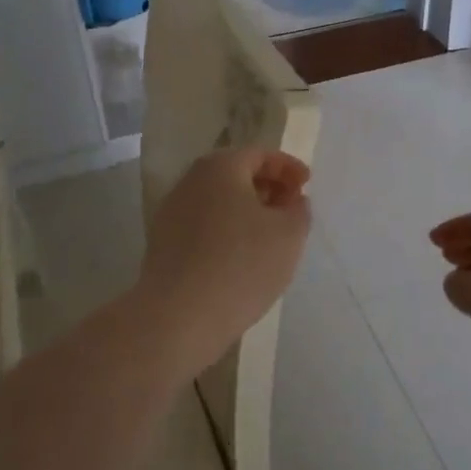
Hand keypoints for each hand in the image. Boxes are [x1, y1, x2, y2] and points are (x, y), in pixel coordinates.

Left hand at [139, 149, 311, 361]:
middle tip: (291, 208)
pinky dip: (226, 229)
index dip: (288, 167)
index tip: (307, 185)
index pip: (259, 154)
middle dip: (267, 186)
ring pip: (217, 200)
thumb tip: (291, 201)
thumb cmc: (241, 265)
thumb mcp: (289, 234)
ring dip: (245, 210)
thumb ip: (298, 209)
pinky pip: (203, 225)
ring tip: (269, 235)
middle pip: (235, 173)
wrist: (179, 315)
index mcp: (220, 167)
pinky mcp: (163, 242)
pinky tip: (240, 256)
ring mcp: (171, 211)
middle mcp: (190, 181)